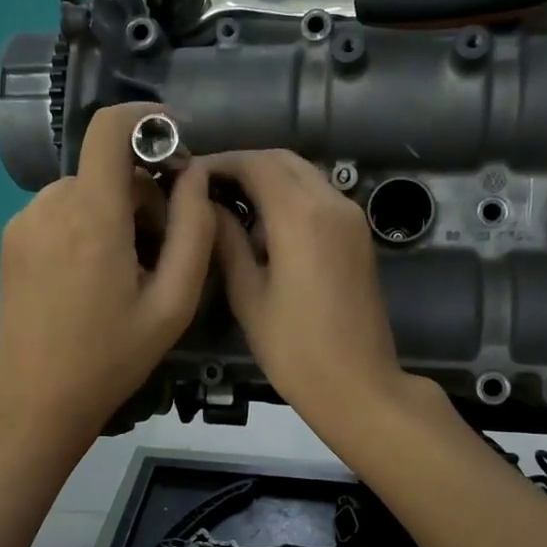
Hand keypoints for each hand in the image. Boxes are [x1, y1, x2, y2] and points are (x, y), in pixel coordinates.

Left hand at [0, 104, 215, 448]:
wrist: (39, 399)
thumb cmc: (113, 357)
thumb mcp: (173, 303)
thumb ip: (193, 230)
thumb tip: (196, 174)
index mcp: (92, 216)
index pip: (110, 128)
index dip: (146, 119)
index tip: (176, 141)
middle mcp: (50, 204)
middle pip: (107, 169)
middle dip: (142, 195)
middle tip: (160, 251)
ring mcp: (23, 221)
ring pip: (85, 190)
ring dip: (114, 213)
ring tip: (126, 270)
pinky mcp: (10, 239)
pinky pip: (59, 210)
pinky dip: (85, 225)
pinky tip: (91, 275)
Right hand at [200, 150, 413, 433]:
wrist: (358, 385)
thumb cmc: (294, 349)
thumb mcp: (248, 296)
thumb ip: (226, 242)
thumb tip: (205, 206)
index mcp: (301, 215)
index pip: (255, 164)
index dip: (219, 163)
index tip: (187, 174)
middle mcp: (332, 202)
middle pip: (283, 161)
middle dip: (243, 165)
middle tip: (206, 188)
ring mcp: (351, 218)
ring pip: (304, 176)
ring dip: (268, 179)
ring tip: (230, 204)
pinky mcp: (359, 236)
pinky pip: (320, 197)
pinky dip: (290, 197)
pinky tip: (264, 226)